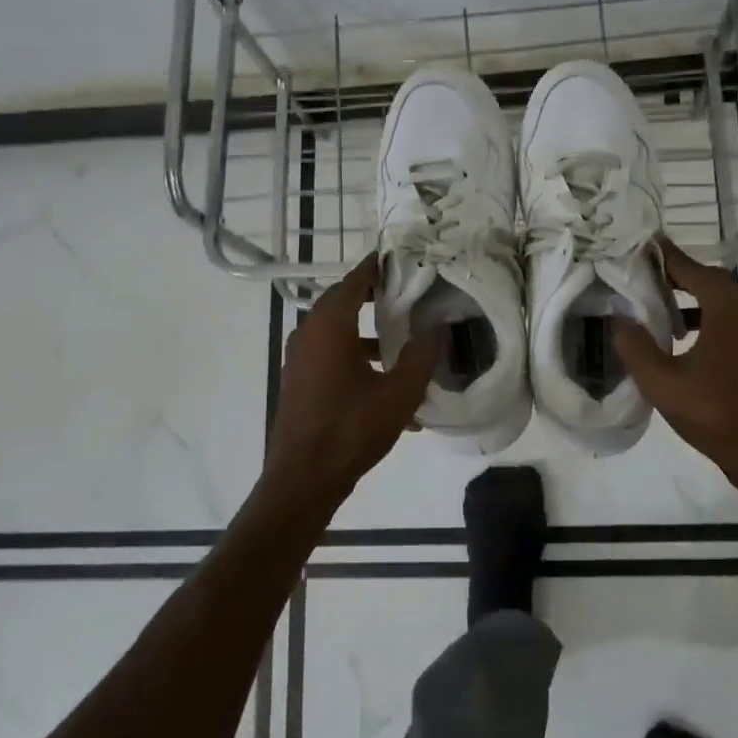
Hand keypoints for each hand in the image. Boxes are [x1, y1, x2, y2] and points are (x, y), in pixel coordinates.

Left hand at [264, 254, 439, 509]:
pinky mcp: (301, 381)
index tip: (400, 258)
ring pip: (338, 332)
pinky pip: (331, 356)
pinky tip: (387, 386)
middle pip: (343, 302)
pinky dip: (356, 358)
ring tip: (403, 342)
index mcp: (329, 326)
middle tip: (407, 293)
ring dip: (367, 332)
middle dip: (374, 297)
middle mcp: (309, 334)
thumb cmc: (351, 429)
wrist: (303, 479)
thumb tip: (437, 329)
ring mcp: (300, 359)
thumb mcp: (399, 394)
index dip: (376, 268)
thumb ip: (422, 356)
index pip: (354, 281)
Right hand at [612, 239, 737, 495]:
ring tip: (658, 308)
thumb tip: (618, 319)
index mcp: (731, 306)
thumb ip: (635, 346)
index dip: (663, 256)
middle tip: (642, 278)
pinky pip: (734, 321)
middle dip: (676, 277)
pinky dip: (708, 319)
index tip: (640, 244)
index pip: (691, 267)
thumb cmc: (719, 415)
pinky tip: (685, 341)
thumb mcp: (663, 383)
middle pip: (710, 280)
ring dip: (692, 300)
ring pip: (724, 302)